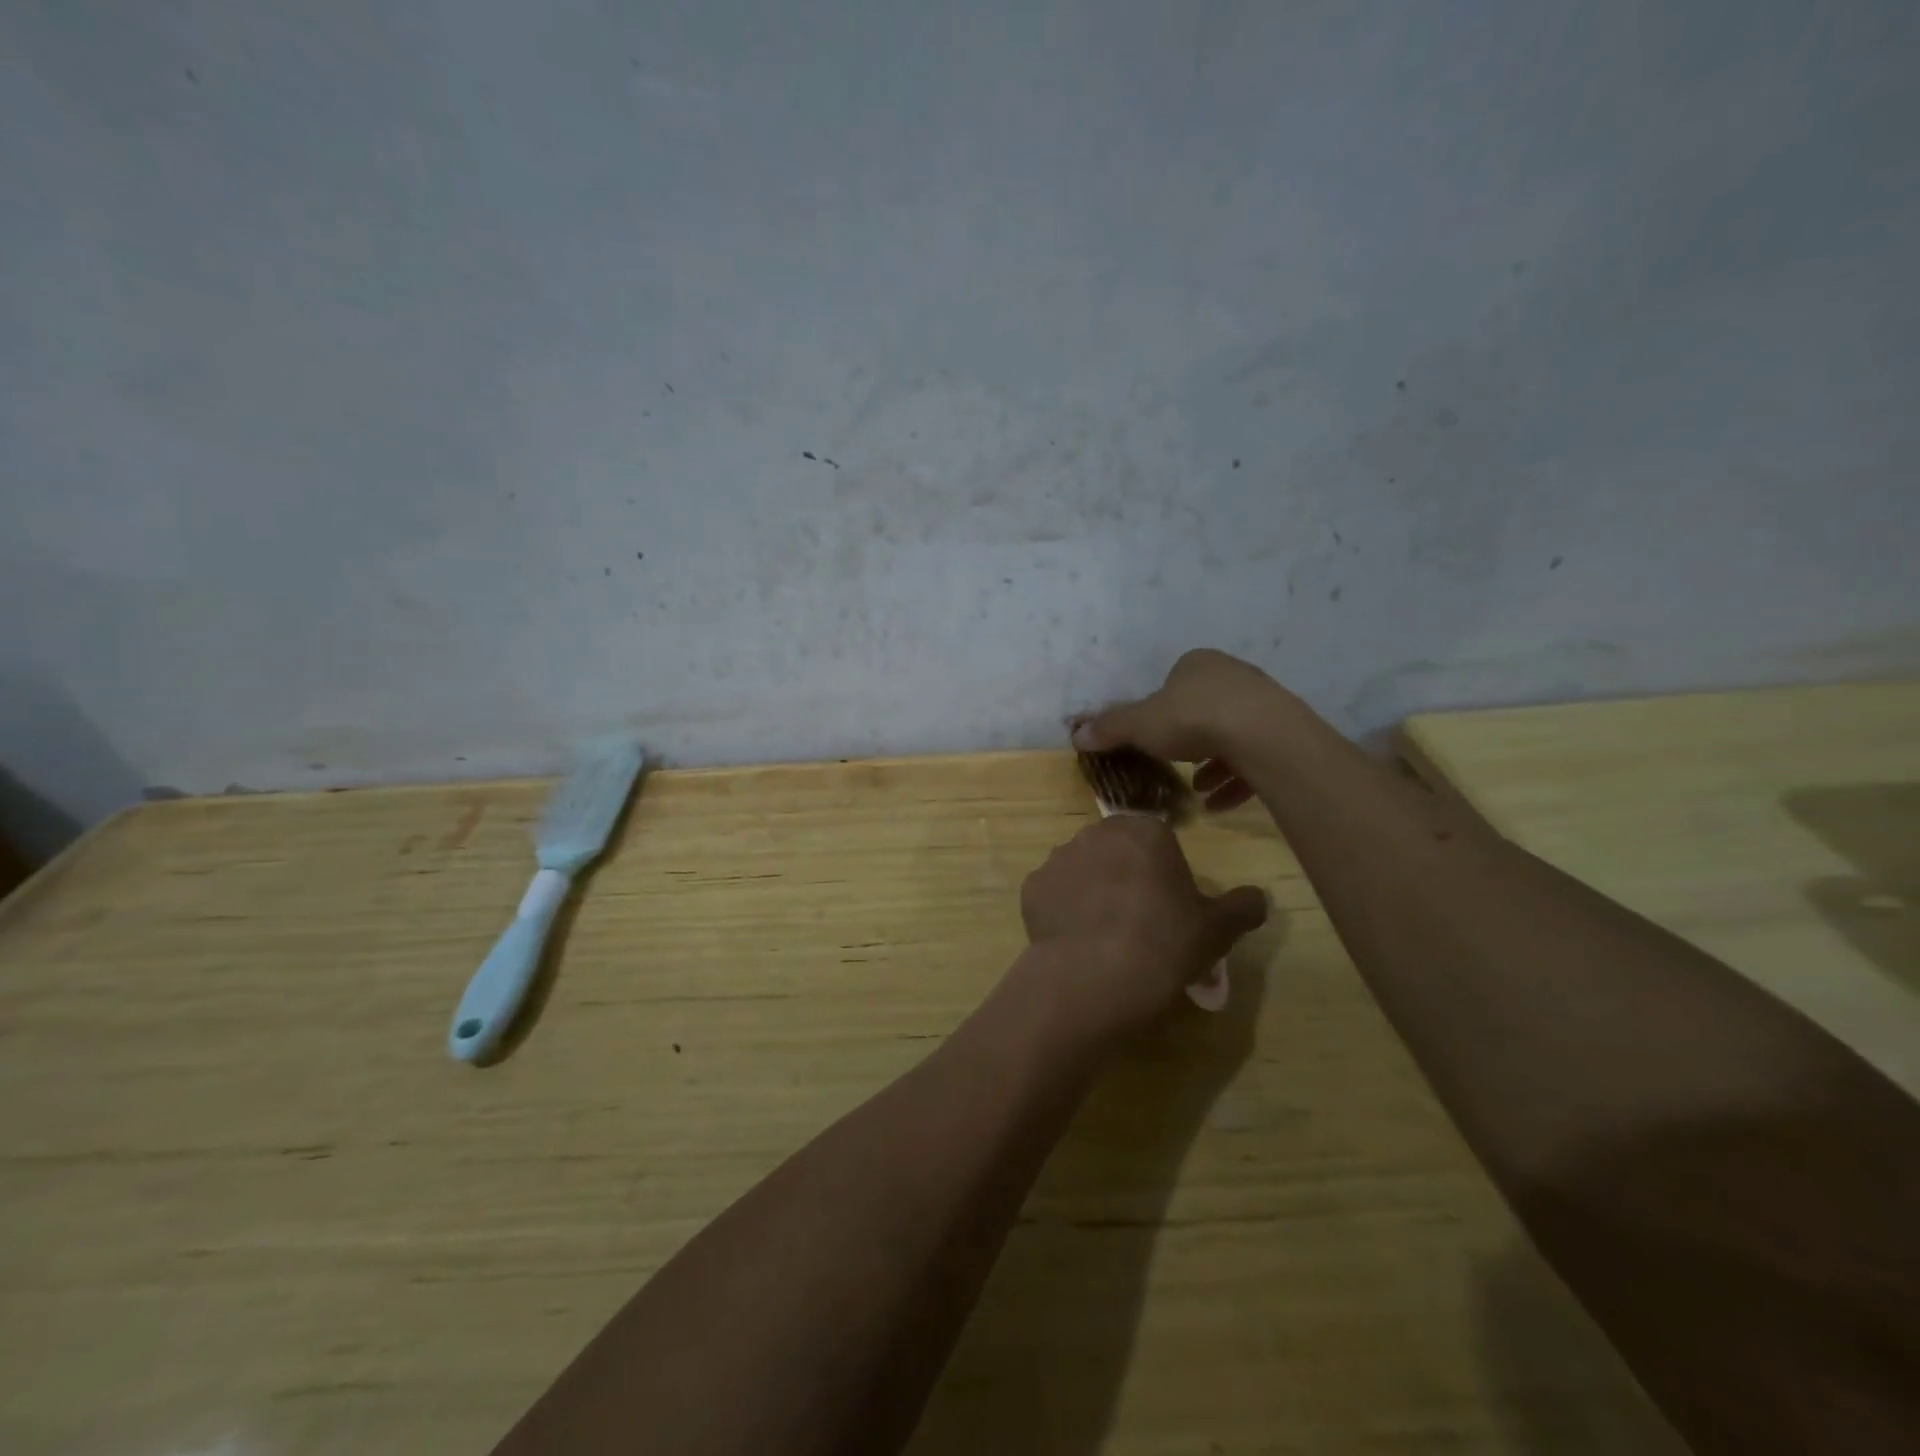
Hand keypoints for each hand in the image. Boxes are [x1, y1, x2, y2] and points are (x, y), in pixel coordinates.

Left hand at [1018, 815, 1267, 1039]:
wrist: (1093, 977)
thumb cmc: (1164, 944)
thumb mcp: (1217, 930)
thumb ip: (1242, 907)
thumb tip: (1259, 897)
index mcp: (1144, 831)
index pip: (1158, 840)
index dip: (1165, 872)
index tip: (1170, 905)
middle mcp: (1096, 833)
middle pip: (1117, 850)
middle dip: (1126, 874)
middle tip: (1140, 920)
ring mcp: (1058, 858)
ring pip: (1083, 869)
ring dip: (1093, 890)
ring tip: (1105, 934)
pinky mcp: (1031, 887)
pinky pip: (1054, 894)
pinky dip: (1063, 910)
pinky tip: (1077, 940)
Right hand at [1071, 649, 1290, 812]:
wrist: (1261, 734)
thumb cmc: (1192, 718)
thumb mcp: (1140, 725)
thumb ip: (1110, 729)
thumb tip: (1076, 735)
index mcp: (1197, 665)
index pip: (1175, 681)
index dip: (1161, 708)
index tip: (1153, 735)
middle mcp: (1232, 677)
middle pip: (1205, 707)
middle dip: (1188, 739)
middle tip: (1174, 764)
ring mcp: (1262, 704)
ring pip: (1231, 734)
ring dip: (1212, 764)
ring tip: (1196, 790)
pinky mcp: (1284, 734)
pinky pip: (1254, 759)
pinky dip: (1235, 781)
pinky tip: (1219, 805)